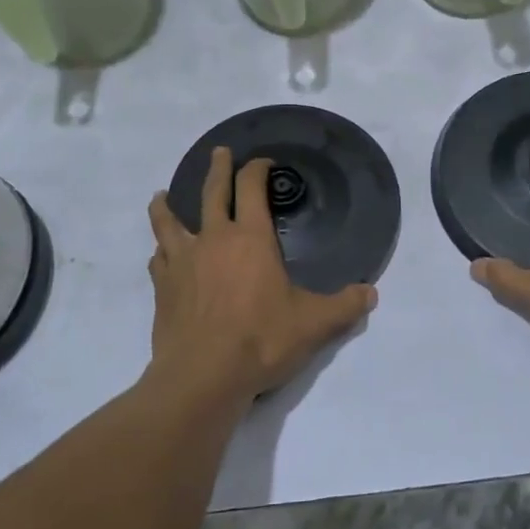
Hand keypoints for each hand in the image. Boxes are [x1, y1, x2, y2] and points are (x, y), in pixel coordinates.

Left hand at [147, 148, 376, 403]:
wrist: (203, 375)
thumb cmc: (262, 340)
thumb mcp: (314, 324)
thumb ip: (344, 306)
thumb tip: (371, 294)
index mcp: (250, 238)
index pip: (252, 189)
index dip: (258, 170)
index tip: (263, 162)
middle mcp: (213, 240)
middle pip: (212, 193)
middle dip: (218, 169)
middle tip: (219, 153)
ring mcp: (182, 262)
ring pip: (169, 222)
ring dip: (167, 206)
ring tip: (162, 196)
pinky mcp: (163, 288)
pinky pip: (158, 259)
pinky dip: (161, 252)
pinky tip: (161, 255)